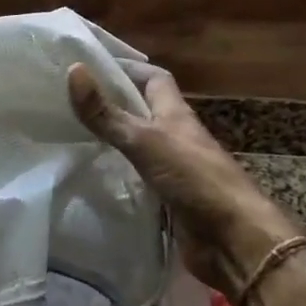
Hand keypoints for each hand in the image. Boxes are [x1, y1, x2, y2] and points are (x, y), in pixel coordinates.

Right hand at [68, 60, 295, 295]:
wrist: (233, 240)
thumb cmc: (194, 178)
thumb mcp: (145, 141)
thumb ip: (107, 113)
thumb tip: (74, 69)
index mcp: (175, 113)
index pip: (153, 78)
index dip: (127, 68)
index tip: (91, 66)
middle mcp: (175, 136)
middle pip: (144, 111)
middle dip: (114, 103)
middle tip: (71, 101)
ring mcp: (173, 168)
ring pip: (139, 145)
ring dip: (113, 139)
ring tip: (72, 135)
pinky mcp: (169, 198)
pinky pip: (138, 178)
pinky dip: (118, 174)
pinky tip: (93, 176)